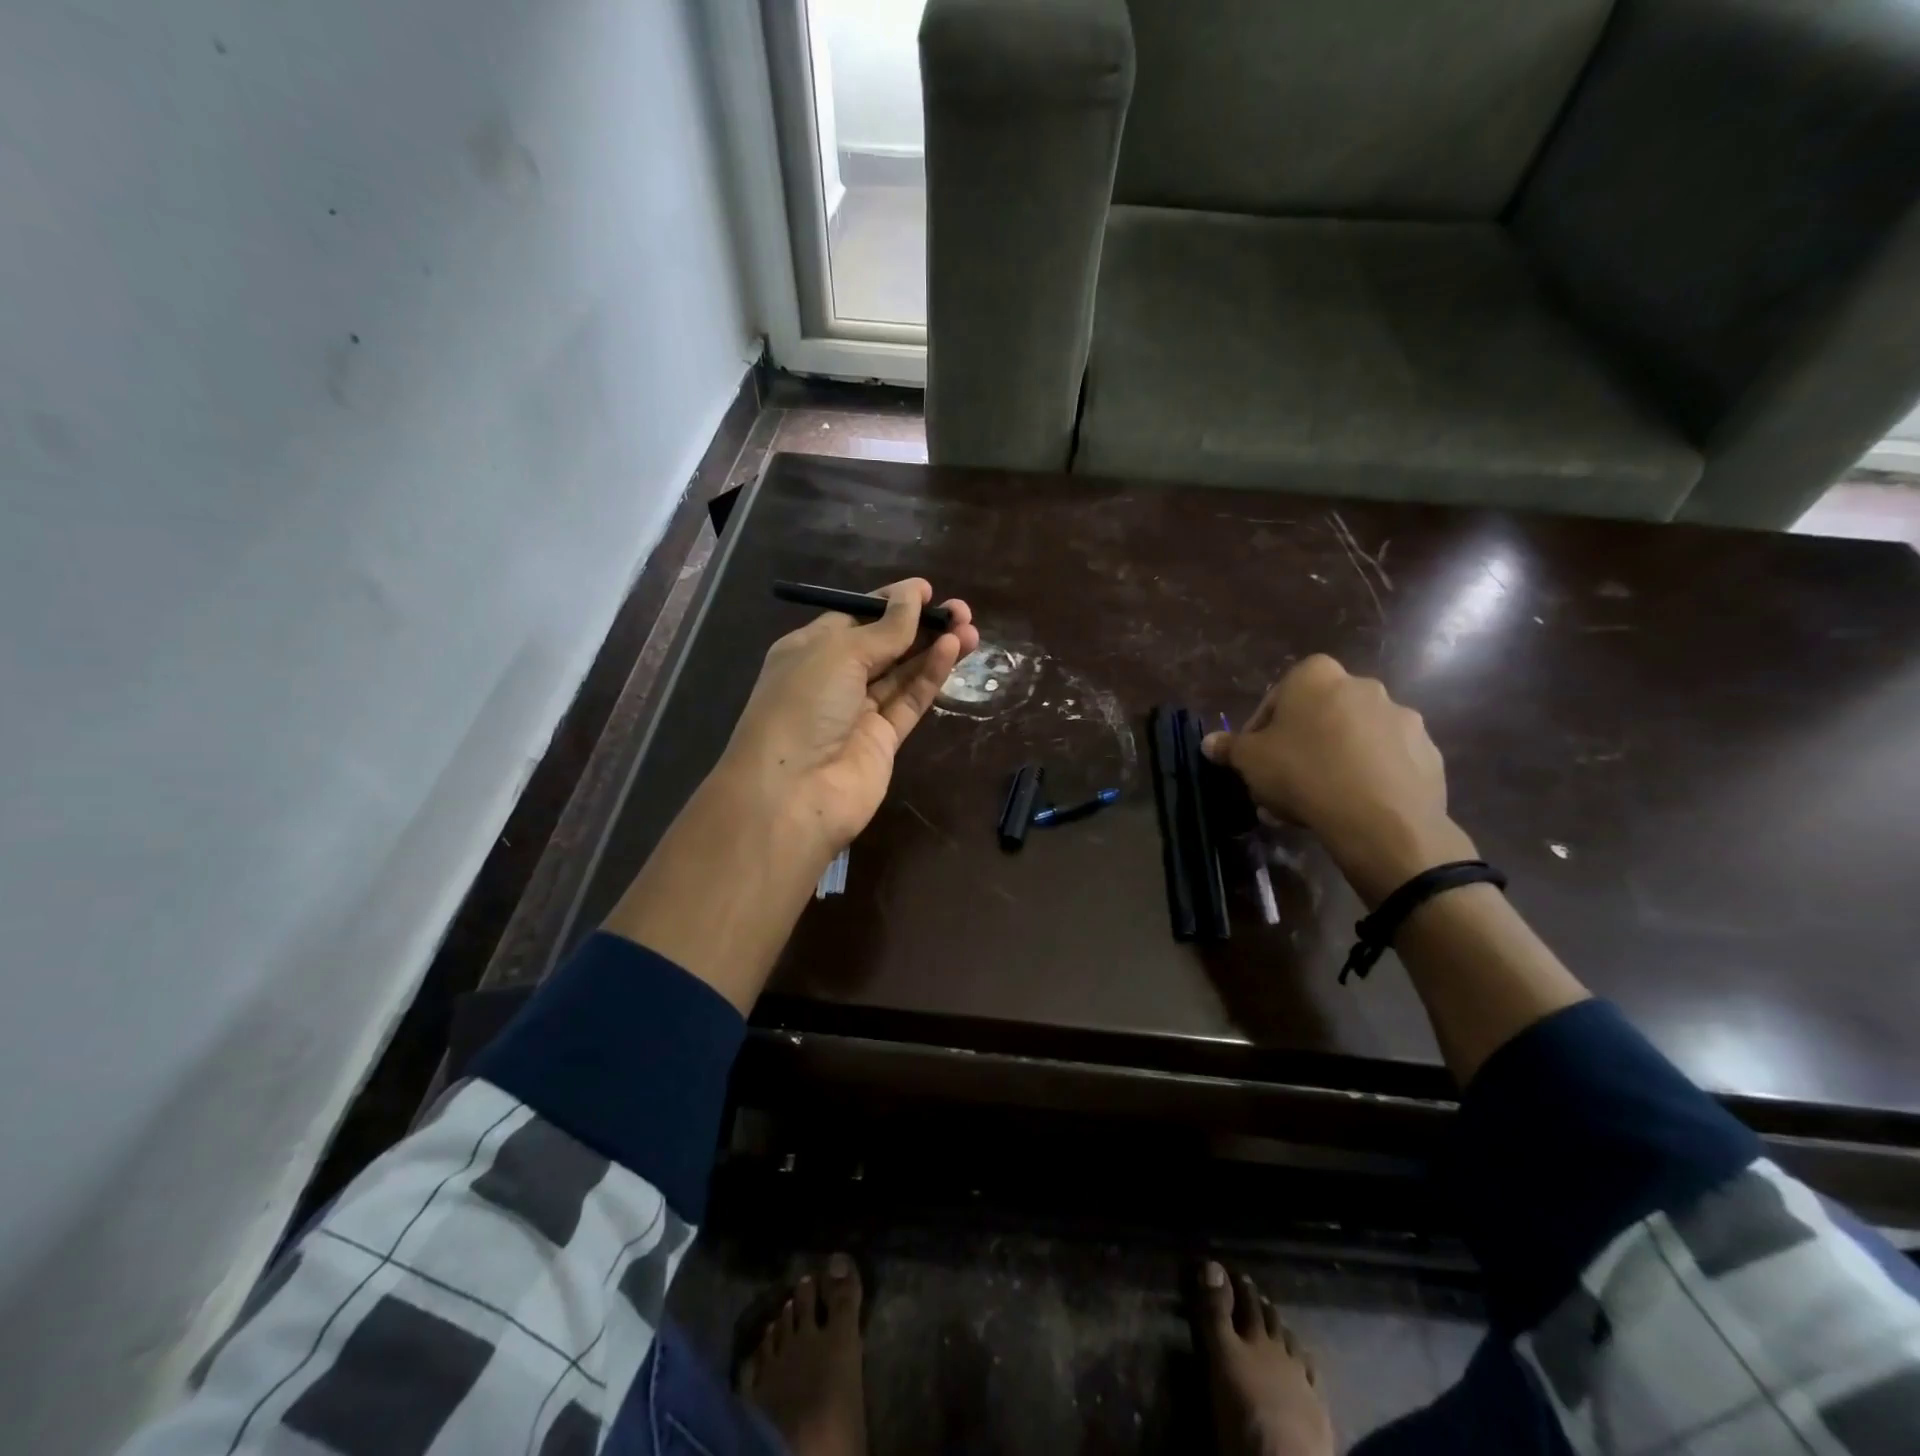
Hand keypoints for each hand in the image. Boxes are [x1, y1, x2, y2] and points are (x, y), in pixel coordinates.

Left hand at [713, 578, 979, 863]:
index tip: (926, 590)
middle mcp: (834, 679)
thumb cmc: (803, 705)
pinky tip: (953, 652)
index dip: (891, 603)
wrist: (793, 793)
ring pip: (903, 673)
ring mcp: (859, 712)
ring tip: (969, 627)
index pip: (855, 618)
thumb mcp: (840, 653)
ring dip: (934, 648)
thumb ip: (885, 629)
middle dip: (920, 625)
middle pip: (884, 645)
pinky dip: (930, 676)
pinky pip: (910, 701)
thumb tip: (914, 594)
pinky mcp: (883, 740)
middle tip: (960, 610)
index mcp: (810, 650)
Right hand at [1203, 656, 1472, 903]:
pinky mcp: (1427, 752)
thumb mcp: (1249, 761)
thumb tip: (1209, 743)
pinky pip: (1385, 762)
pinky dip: (1367, 777)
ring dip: (1334, 761)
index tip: (1256, 759)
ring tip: (1316, 801)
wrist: (1379, 818)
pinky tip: (1351, 806)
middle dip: (1300, 746)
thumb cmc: (1302, 773)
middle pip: (1318, 716)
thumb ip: (1229, 747)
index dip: (1262, 730)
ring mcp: (1401, 717)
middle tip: (1283, 782)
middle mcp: (1363, 685)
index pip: (1278, 696)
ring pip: (1353, 739)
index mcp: (1316, 676)